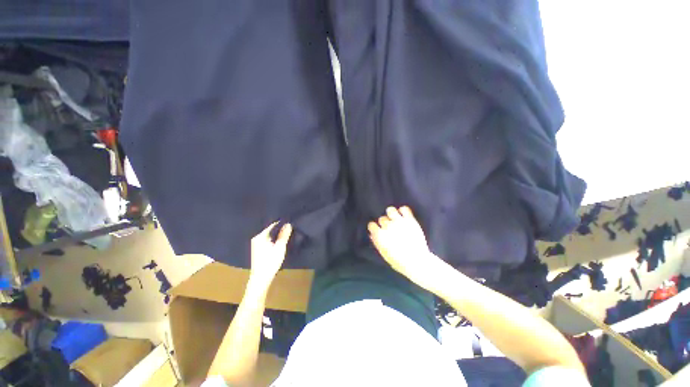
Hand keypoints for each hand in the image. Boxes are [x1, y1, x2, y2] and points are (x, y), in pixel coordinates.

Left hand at [248, 222, 292, 289]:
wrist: (261, 278)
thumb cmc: (270, 261)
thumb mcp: (280, 247)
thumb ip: (284, 235)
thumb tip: (288, 224)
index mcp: (260, 236)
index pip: (271, 224)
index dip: (280, 222)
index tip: (289, 219)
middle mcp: (256, 238)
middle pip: (269, 229)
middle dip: (279, 227)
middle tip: (289, 224)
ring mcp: (256, 243)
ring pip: (269, 234)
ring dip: (277, 233)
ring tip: (287, 230)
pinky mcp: (259, 248)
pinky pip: (267, 239)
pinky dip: (274, 238)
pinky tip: (280, 238)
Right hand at [368, 206, 450, 290]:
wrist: (417, 262)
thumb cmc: (398, 261)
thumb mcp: (384, 253)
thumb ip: (377, 242)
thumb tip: (372, 234)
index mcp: (380, 235)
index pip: (371, 225)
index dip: (374, 228)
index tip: (377, 230)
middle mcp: (387, 226)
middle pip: (381, 218)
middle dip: (384, 223)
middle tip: (389, 228)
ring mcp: (399, 222)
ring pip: (390, 210)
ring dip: (391, 214)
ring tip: (395, 218)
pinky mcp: (410, 220)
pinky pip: (404, 209)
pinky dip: (403, 211)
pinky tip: (403, 216)